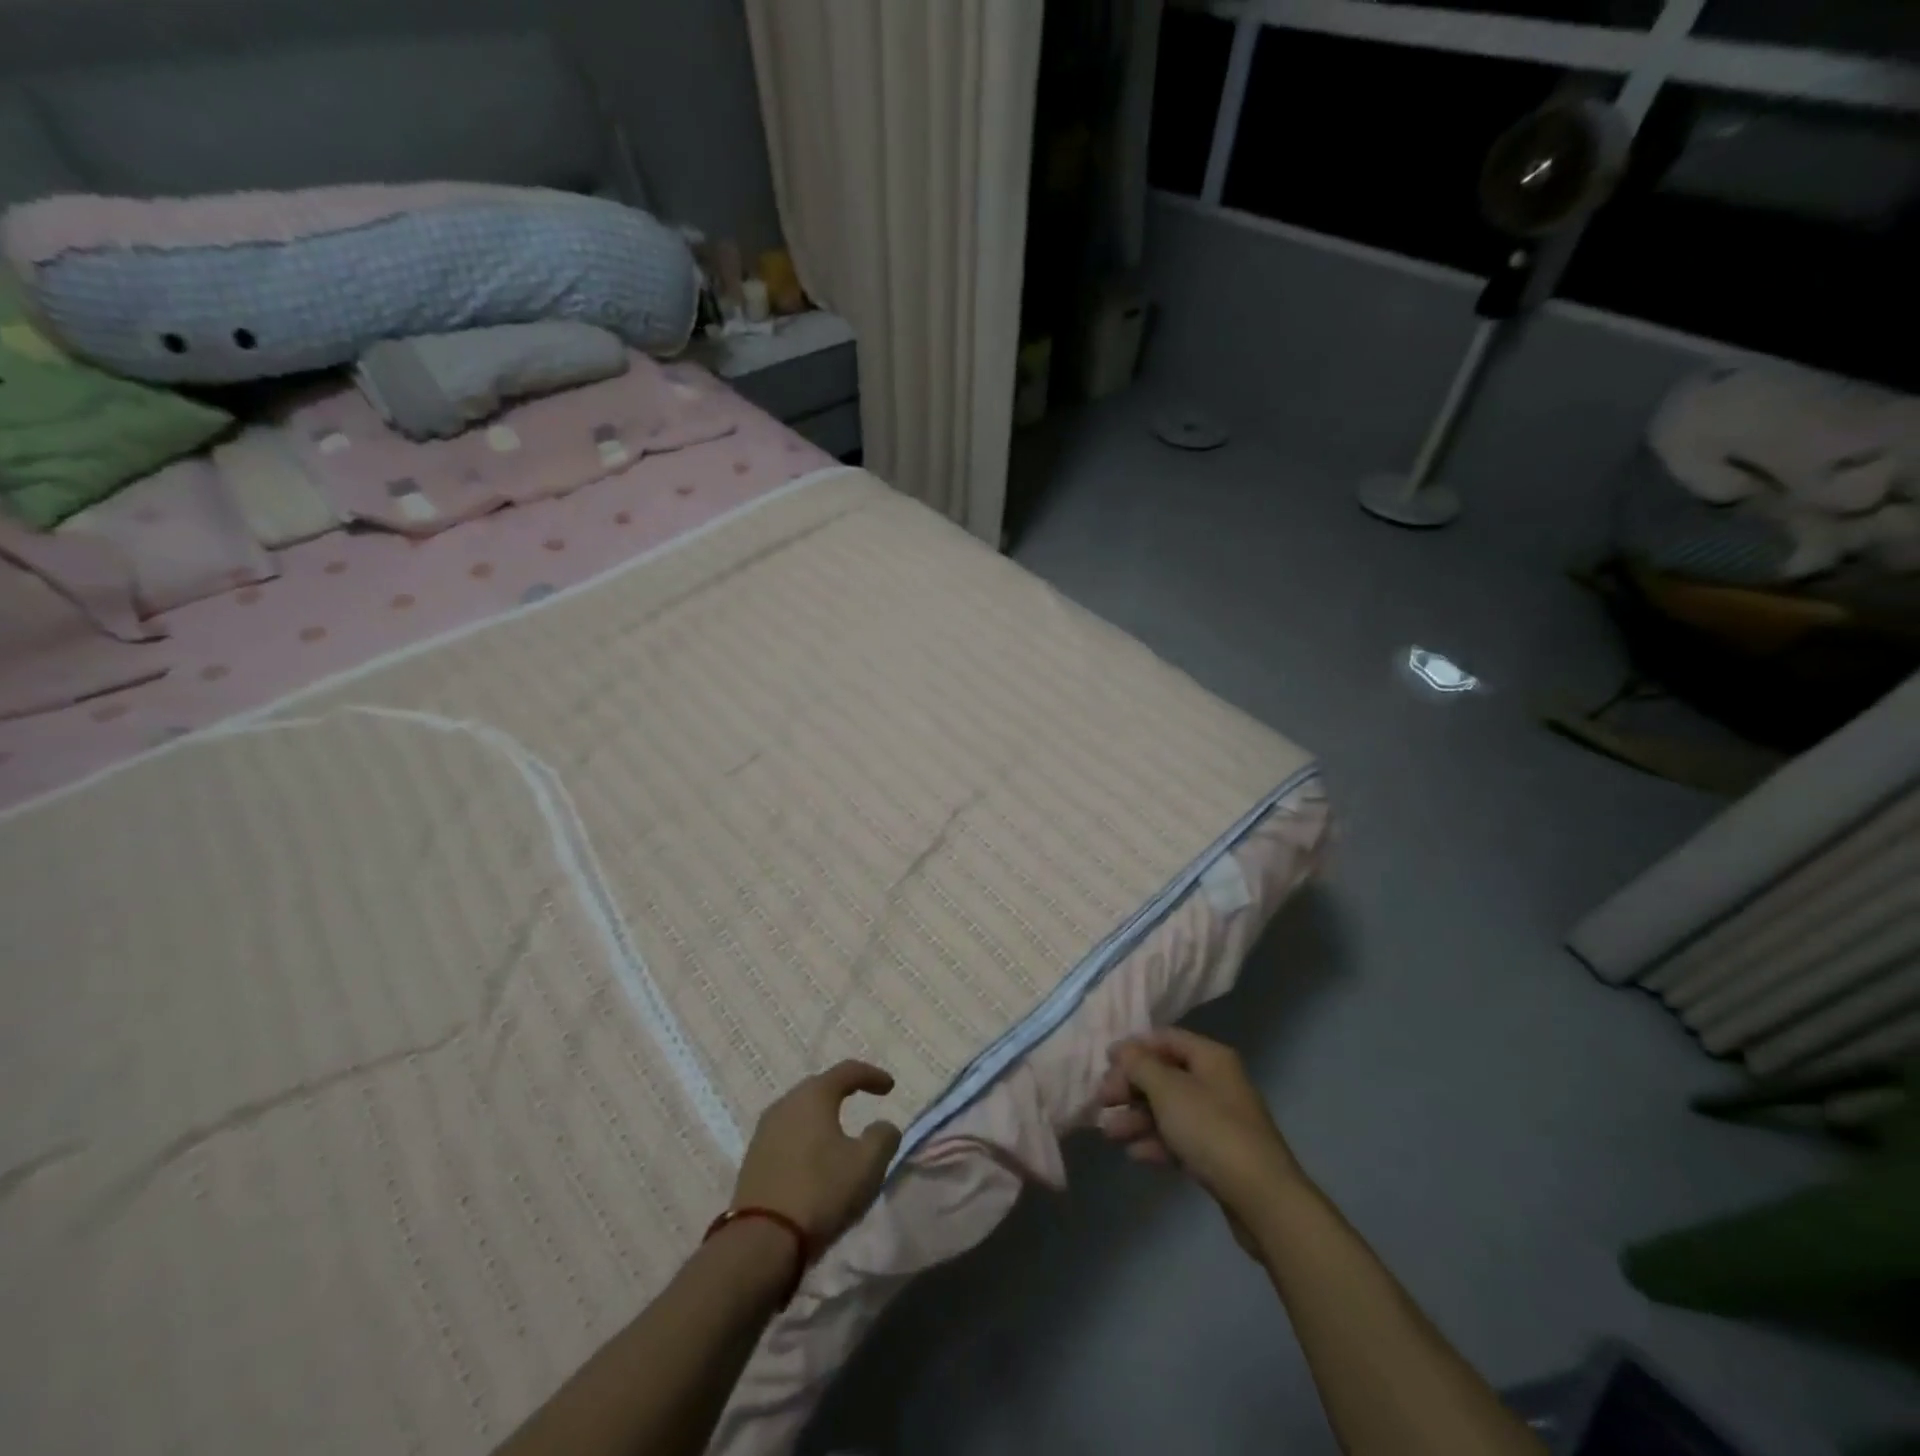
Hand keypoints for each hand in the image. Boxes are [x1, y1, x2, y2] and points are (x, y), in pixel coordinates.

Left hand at [731, 1060, 902, 1250]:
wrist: (762, 1242)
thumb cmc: (821, 1191)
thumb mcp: (867, 1164)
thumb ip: (883, 1137)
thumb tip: (882, 1127)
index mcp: (813, 1096)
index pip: (847, 1071)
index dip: (872, 1075)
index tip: (890, 1087)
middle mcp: (785, 1105)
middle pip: (819, 1088)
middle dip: (843, 1091)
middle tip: (862, 1099)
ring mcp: (764, 1132)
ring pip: (800, 1113)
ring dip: (822, 1117)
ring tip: (839, 1132)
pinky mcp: (753, 1160)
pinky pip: (787, 1136)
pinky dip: (806, 1139)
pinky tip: (815, 1159)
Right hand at [1096, 1028, 1306, 1241]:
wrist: (1262, 1198)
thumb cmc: (1211, 1130)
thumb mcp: (1168, 1090)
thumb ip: (1140, 1065)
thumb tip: (1123, 1049)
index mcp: (1210, 1058)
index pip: (1165, 1039)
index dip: (1134, 1047)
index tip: (1105, 1063)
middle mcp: (1216, 1082)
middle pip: (1164, 1075)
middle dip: (1130, 1086)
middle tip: (1102, 1101)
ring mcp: (1218, 1119)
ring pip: (1168, 1109)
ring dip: (1136, 1117)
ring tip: (1108, 1133)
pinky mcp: (1218, 1154)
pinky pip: (1179, 1138)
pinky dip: (1155, 1142)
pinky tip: (1134, 1154)